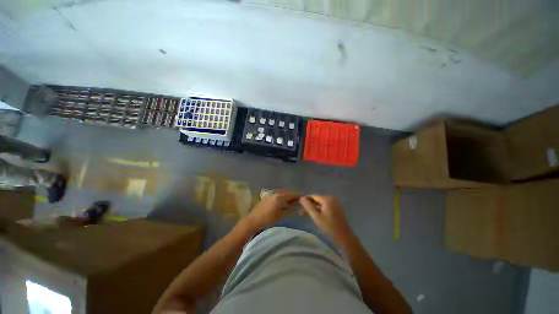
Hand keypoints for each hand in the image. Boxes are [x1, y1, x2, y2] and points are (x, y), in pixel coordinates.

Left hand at [243, 190, 299, 231]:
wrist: (252, 220)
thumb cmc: (267, 219)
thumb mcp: (280, 215)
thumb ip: (289, 208)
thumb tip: (295, 204)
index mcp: (279, 197)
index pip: (291, 194)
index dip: (298, 196)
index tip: (303, 198)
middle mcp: (275, 193)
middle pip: (287, 192)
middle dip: (293, 195)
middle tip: (298, 200)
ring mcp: (270, 194)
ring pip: (282, 192)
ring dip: (288, 195)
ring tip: (292, 201)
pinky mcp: (267, 196)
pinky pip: (278, 194)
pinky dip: (282, 196)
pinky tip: (283, 201)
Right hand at [300, 195, 353, 243]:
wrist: (344, 236)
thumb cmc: (329, 227)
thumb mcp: (316, 217)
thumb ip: (308, 206)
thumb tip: (301, 198)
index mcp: (327, 199)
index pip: (313, 196)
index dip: (305, 200)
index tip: (298, 205)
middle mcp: (331, 198)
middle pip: (316, 199)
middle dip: (308, 205)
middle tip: (300, 212)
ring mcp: (334, 202)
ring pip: (320, 202)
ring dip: (313, 207)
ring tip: (305, 214)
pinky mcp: (335, 206)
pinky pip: (324, 205)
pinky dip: (319, 209)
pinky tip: (314, 214)